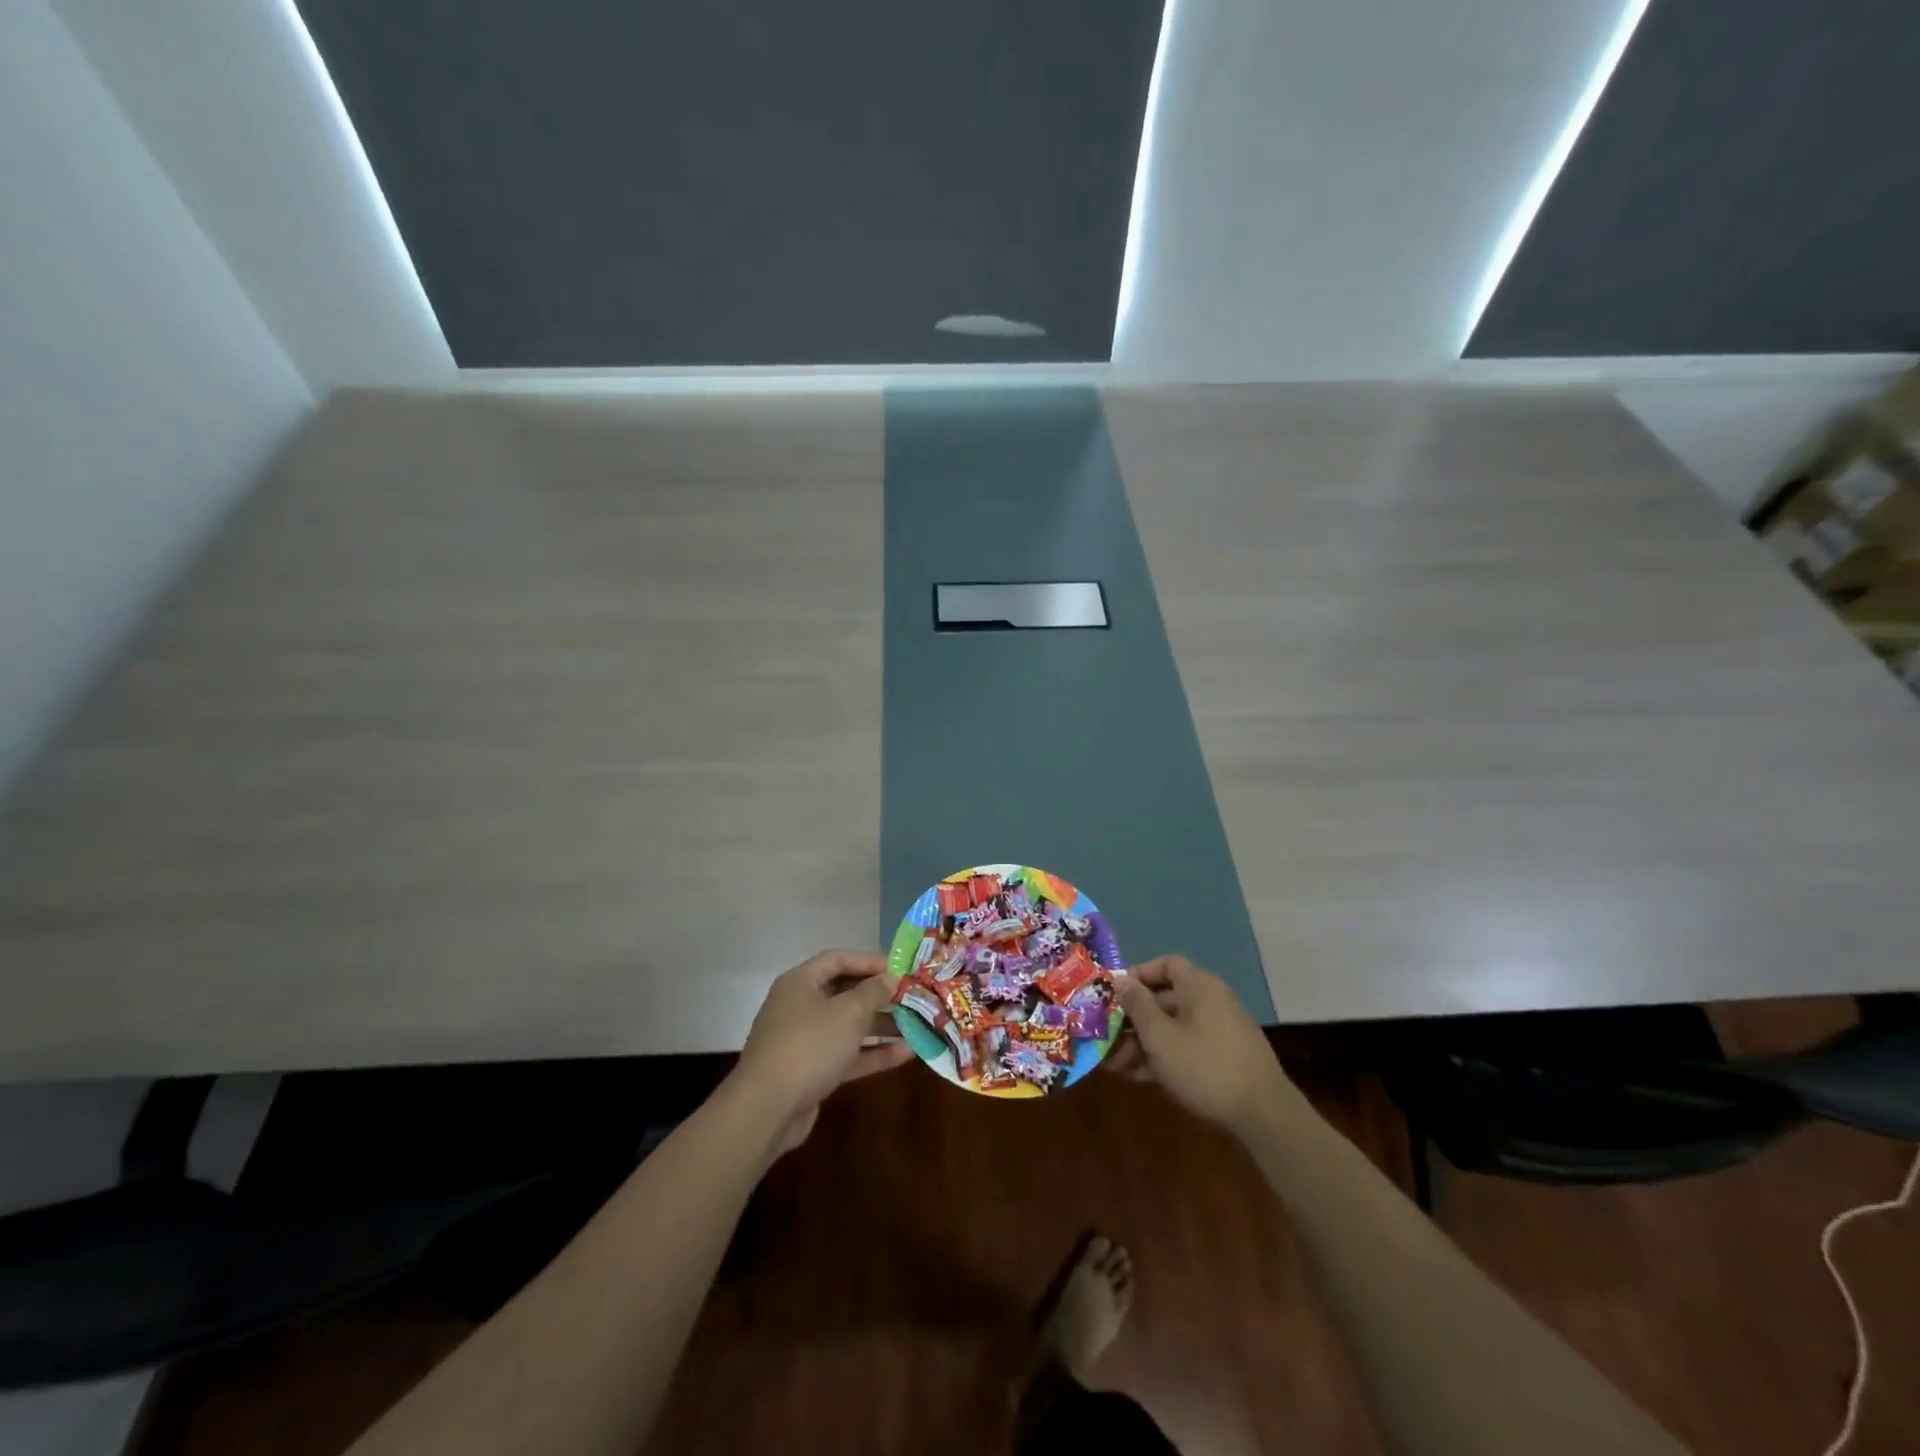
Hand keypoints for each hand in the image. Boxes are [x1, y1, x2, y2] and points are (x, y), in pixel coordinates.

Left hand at [732, 950, 912, 1153]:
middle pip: (844, 993)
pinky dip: (873, 1053)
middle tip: (912, 998)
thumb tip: (890, 978)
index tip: (901, 968)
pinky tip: (905, 1054)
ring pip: (848, 1026)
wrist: (767, 1110)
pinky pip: (847, 1054)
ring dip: (881, 1026)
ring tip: (917, 1026)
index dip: (869, 961)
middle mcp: (800, 1006)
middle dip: (879, 996)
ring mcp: (805, 1040)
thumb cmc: (809, 1046)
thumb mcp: (848, 1013)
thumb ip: (873, 992)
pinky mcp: (812, 1071)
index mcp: (801, 982)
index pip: (838, 960)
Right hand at [1112, 955, 1298, 1131]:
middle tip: (1106, 1038)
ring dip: (1143, 1042)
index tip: (1115, 995)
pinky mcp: (1224, 1057)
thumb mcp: (1160, 1037)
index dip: (1138, 975)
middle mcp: (1211, 1001)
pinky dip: (1164, 1056)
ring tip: (1116, 1066)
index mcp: (1199, 986)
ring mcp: (1220, 1030)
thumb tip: (1121, 980)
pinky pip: (1186, 1046)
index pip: (1166, 964)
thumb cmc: (1204, 1066)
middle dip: (1133, 1019)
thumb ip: (1137, 1006)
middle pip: (1165, 999)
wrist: (1264, 1115)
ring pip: (1173, 1027)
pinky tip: (1140, 1077)